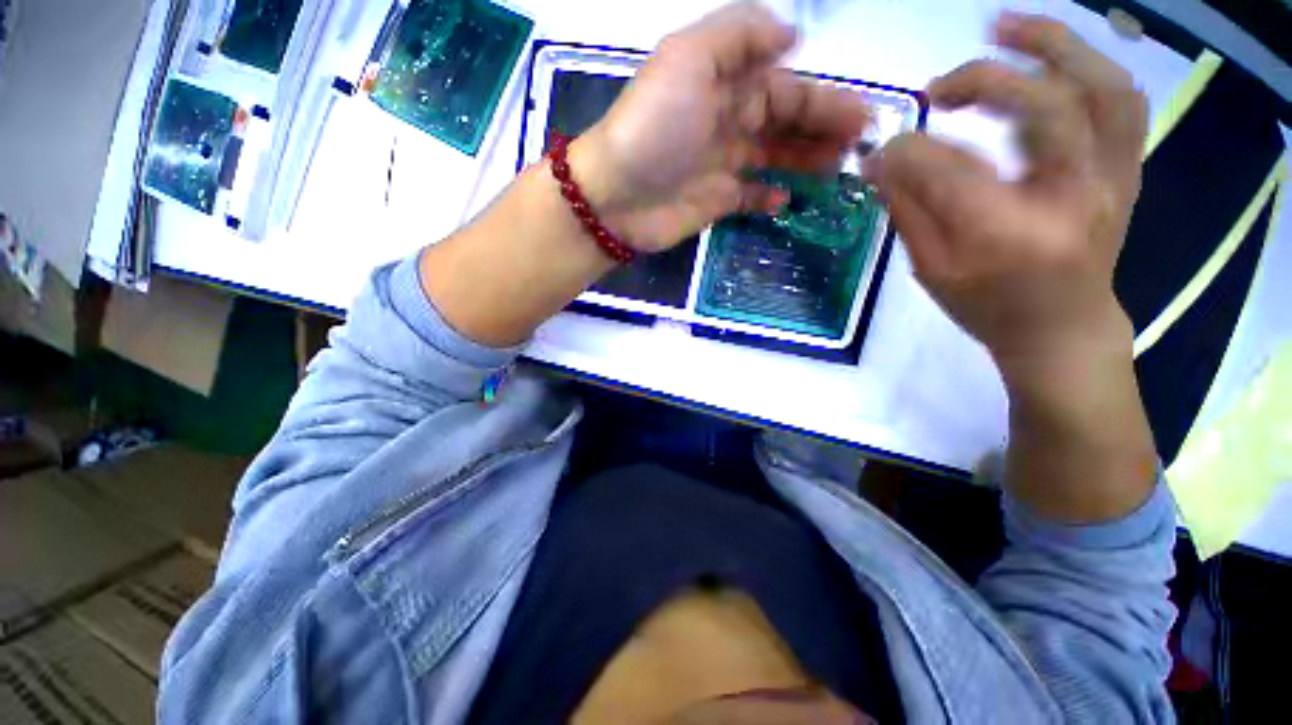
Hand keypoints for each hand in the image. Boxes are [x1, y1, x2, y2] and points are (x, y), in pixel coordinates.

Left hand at [571, 2, 871, 251]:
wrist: (617, 196)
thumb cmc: (654, 129)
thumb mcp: (690, 59)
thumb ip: (739, 36)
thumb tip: (791, 37)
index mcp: (724, 85)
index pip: (785, 87)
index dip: (823, 100)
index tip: (861, 116)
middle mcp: (726, 121)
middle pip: (784, 122)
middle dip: (823, 130)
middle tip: (859, 146)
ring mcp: (721, 164)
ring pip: (773, 157)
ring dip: (805, 160)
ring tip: (837, 170)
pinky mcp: (714, 200)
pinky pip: (749, 195)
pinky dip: (769, 195)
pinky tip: (785, 199)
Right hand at [869, 12, 1147, 378]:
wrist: (1063, 329)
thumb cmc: (988, 307)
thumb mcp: (931, 268)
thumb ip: (907, 209)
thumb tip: (880, 162)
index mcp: (1006, 235)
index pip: (948, 170)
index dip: (906, 151)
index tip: (881, 149)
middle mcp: (1070, 197)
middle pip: (1042, 107)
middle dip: (983, 81)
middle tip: (937, 88)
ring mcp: (1110, 179)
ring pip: (1100, 87)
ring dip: (1053, 45)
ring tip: (1006, 27)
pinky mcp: (1126, 170)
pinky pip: (1122, 102)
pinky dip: (1089, 66)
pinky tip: (1052, 58)